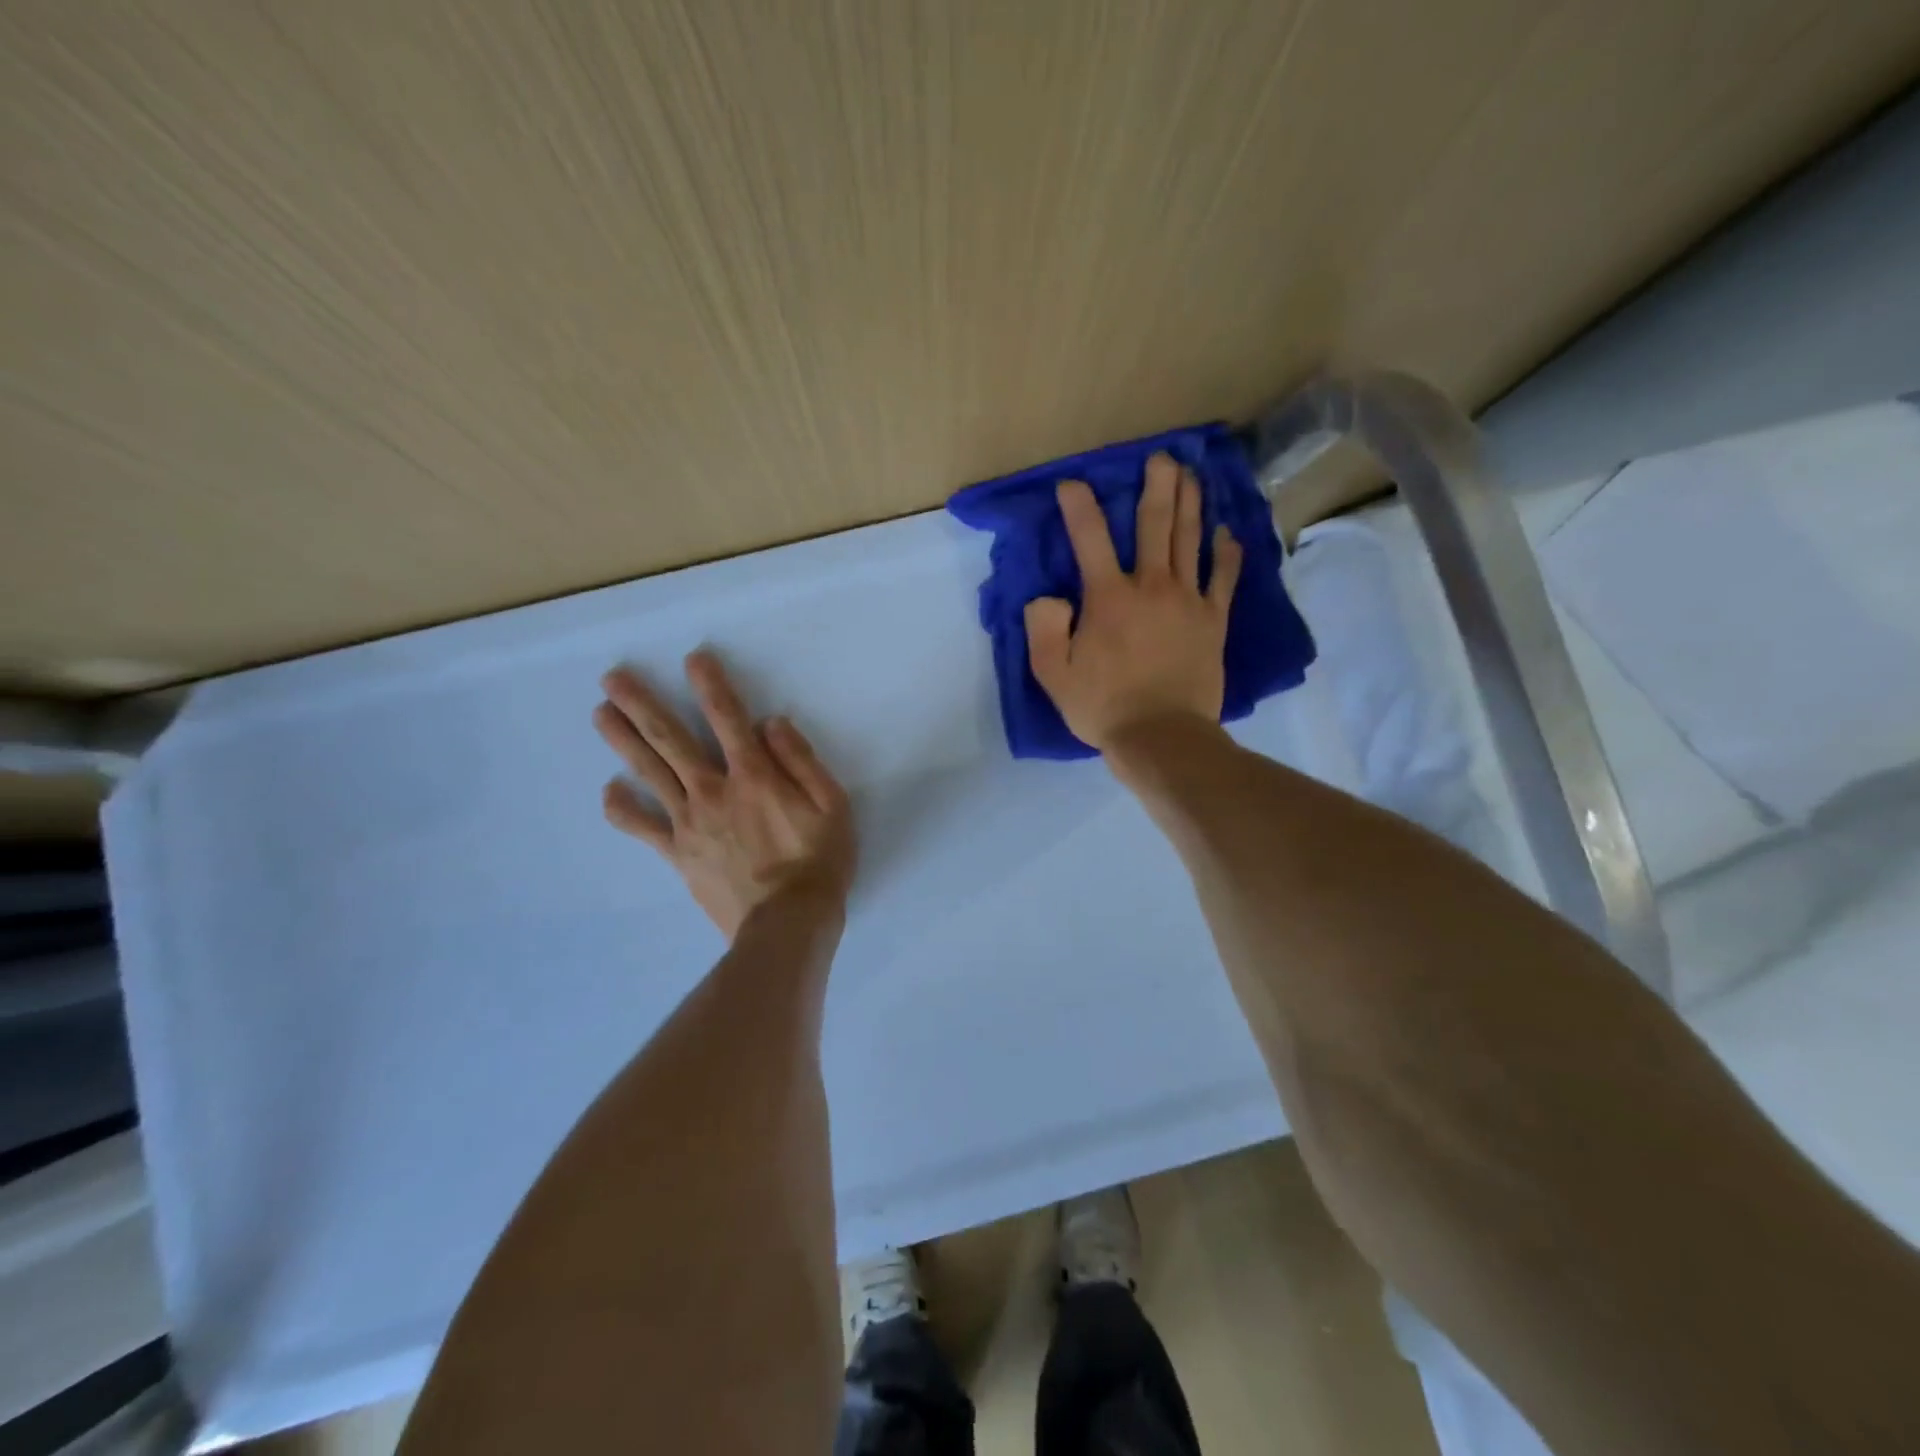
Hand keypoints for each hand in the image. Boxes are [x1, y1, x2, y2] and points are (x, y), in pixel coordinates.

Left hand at [592, 651, 855, 939]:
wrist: (788, 924)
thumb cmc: (819, 861)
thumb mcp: (832, 805)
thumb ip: (801, 760)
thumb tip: (770, 723)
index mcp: (754, 775)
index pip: (728, 718)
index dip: (710, 685)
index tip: (692, 658)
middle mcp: (714, 791)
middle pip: (671, 740)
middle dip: (642, 705)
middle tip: (612, 677)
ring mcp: (690, 823)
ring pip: (650, 773)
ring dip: (623, 741)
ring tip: (600, 713)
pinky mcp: (679, 855)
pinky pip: (644, 828)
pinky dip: (623, 810)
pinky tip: (608, 792)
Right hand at [1024, 452, 1242, 752]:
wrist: (1161, 736)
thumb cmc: (1103, 706)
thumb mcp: (1052, 673)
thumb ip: (1043, 628)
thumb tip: (1048, 597)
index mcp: (1108, 597)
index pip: (1089, 538)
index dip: (1078, 507)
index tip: (1071, 484)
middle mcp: (1150, 586)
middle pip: (1155, 524)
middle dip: (1157, 485)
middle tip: (1161, 457)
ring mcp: (1188, 600)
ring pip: (1190, 540)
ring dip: (1191, 503)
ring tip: (1191, 474)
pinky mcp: (1213, 620)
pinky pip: (1223, 577)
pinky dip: (1225, 552)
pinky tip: (1225, 531)